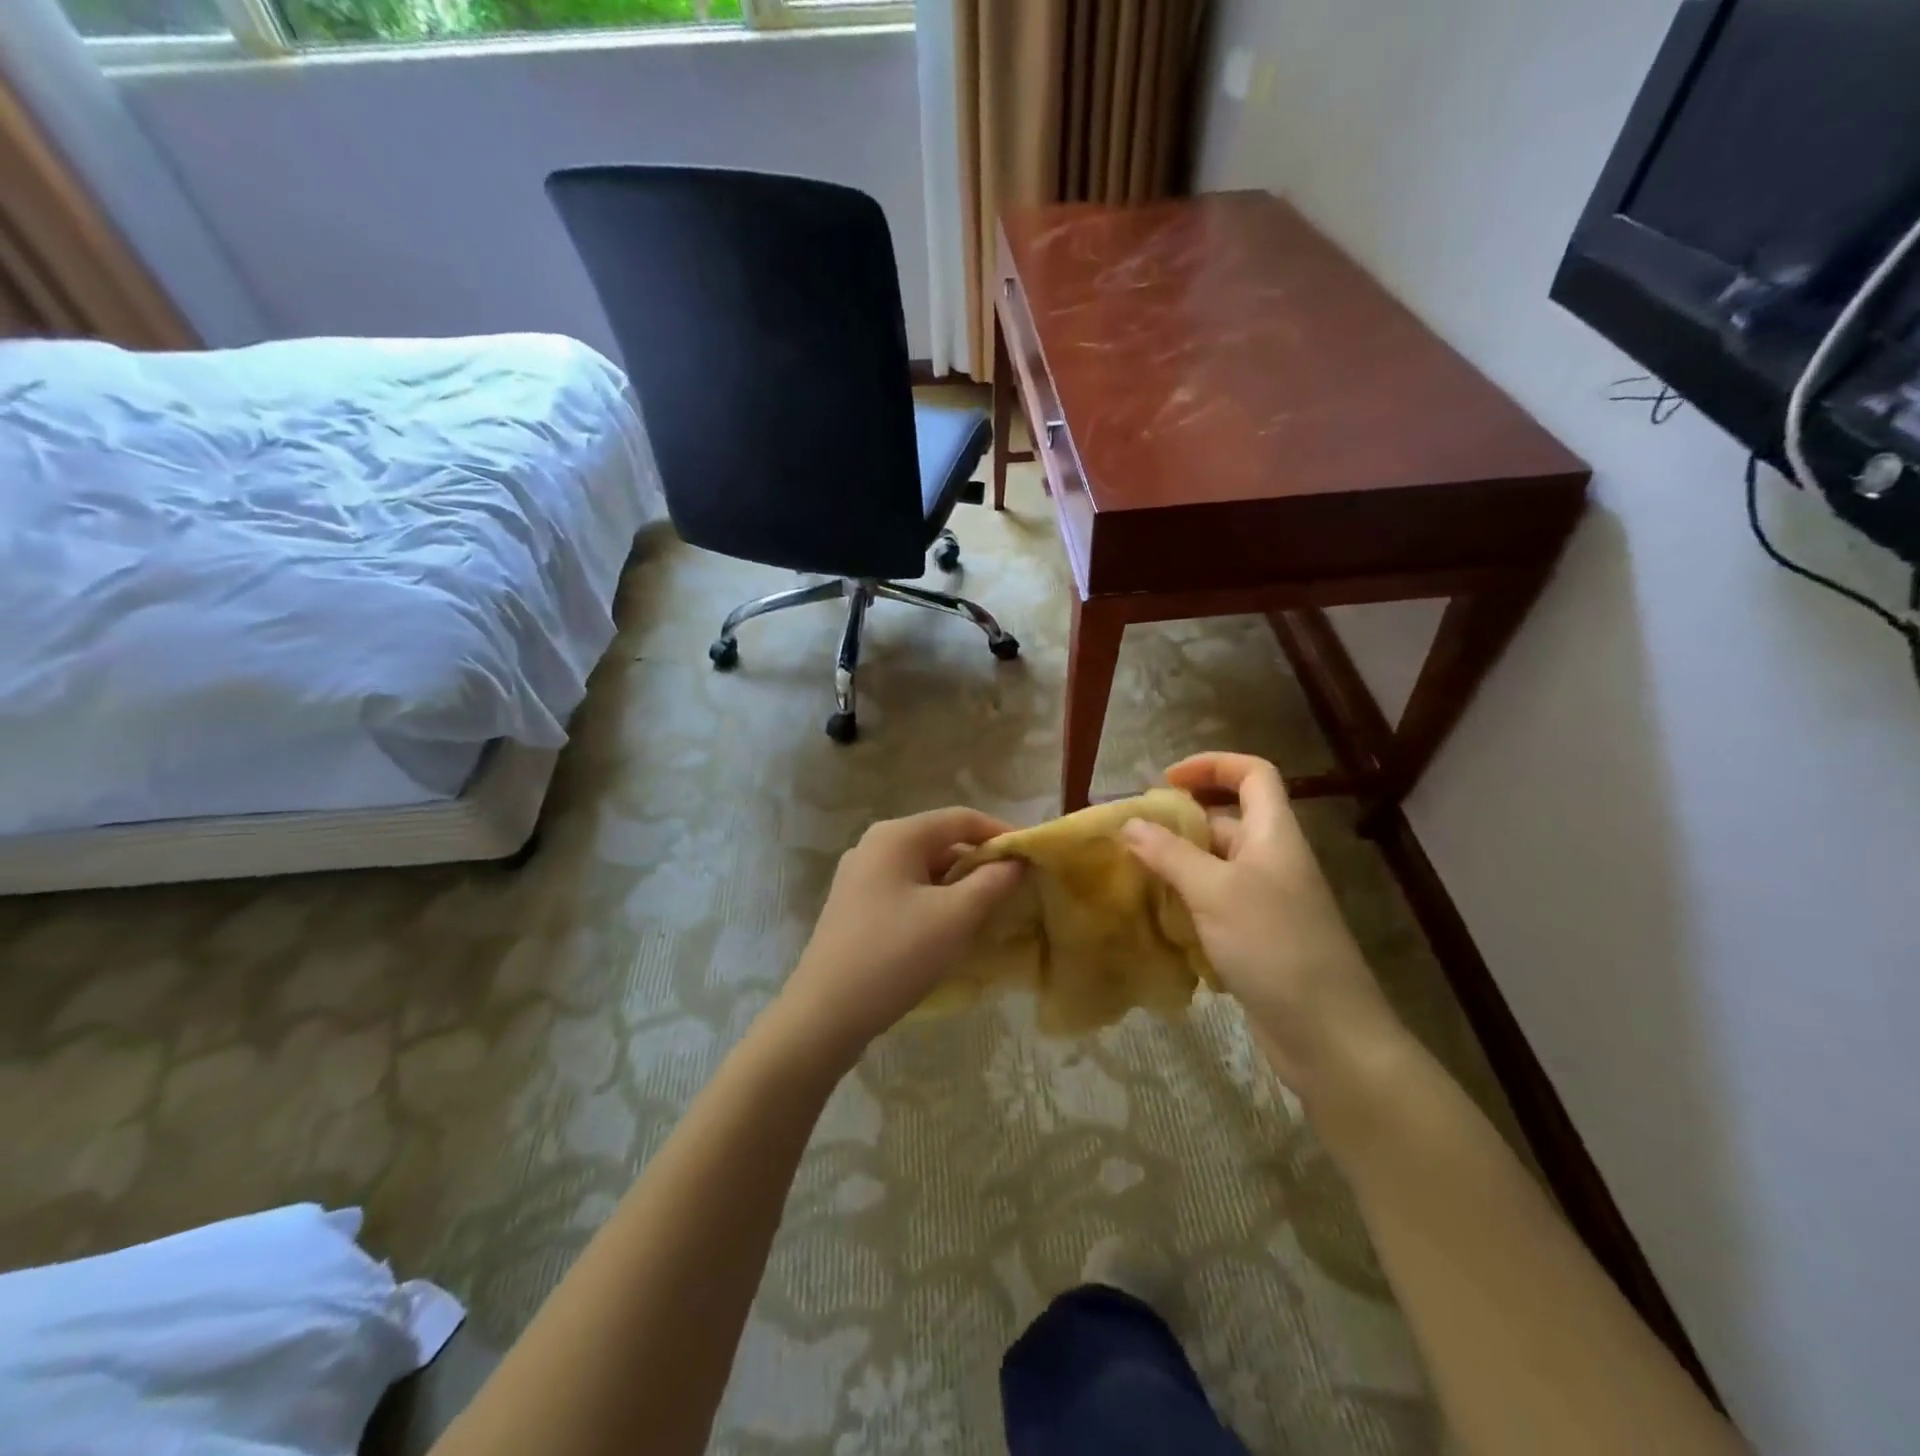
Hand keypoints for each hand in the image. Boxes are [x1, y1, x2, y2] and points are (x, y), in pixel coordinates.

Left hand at [775, 807, 1023, 1061]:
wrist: (825, 1013)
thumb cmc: (895, 955)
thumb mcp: (955, 917)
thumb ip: (992, 882)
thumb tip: (1016, 860)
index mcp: (897, 836)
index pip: (961, 818)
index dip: (1001, 833)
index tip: (1032, 858)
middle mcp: (874, 845)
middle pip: (940, 841)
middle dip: (979, 862)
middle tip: (1014, 890)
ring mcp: (859, 876)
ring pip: (923, 868)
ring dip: (958, 884)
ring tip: (987, 912)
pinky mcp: (854, 905)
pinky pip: (905, 889)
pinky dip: (933, 900)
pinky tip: (948, 929)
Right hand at [1123, 753, 1406, 1098]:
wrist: (1328, 1036)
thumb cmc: (1275, 946)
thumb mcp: (1214, 892)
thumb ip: (1170, 854)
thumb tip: (1130, 823)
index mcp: (1273, 835)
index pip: (1253, 774)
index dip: (1212, 765)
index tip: (1165, 782)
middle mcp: (1271, 860)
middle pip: (1225, 820)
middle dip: (1178, 824)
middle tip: (1131, 838)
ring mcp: (1265, 901)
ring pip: (1214, 866)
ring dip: (1175, 867)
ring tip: (1132, 878)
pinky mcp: (1256, 937)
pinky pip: (1213, 905)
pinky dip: (1184, 905)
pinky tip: (1155, 921)